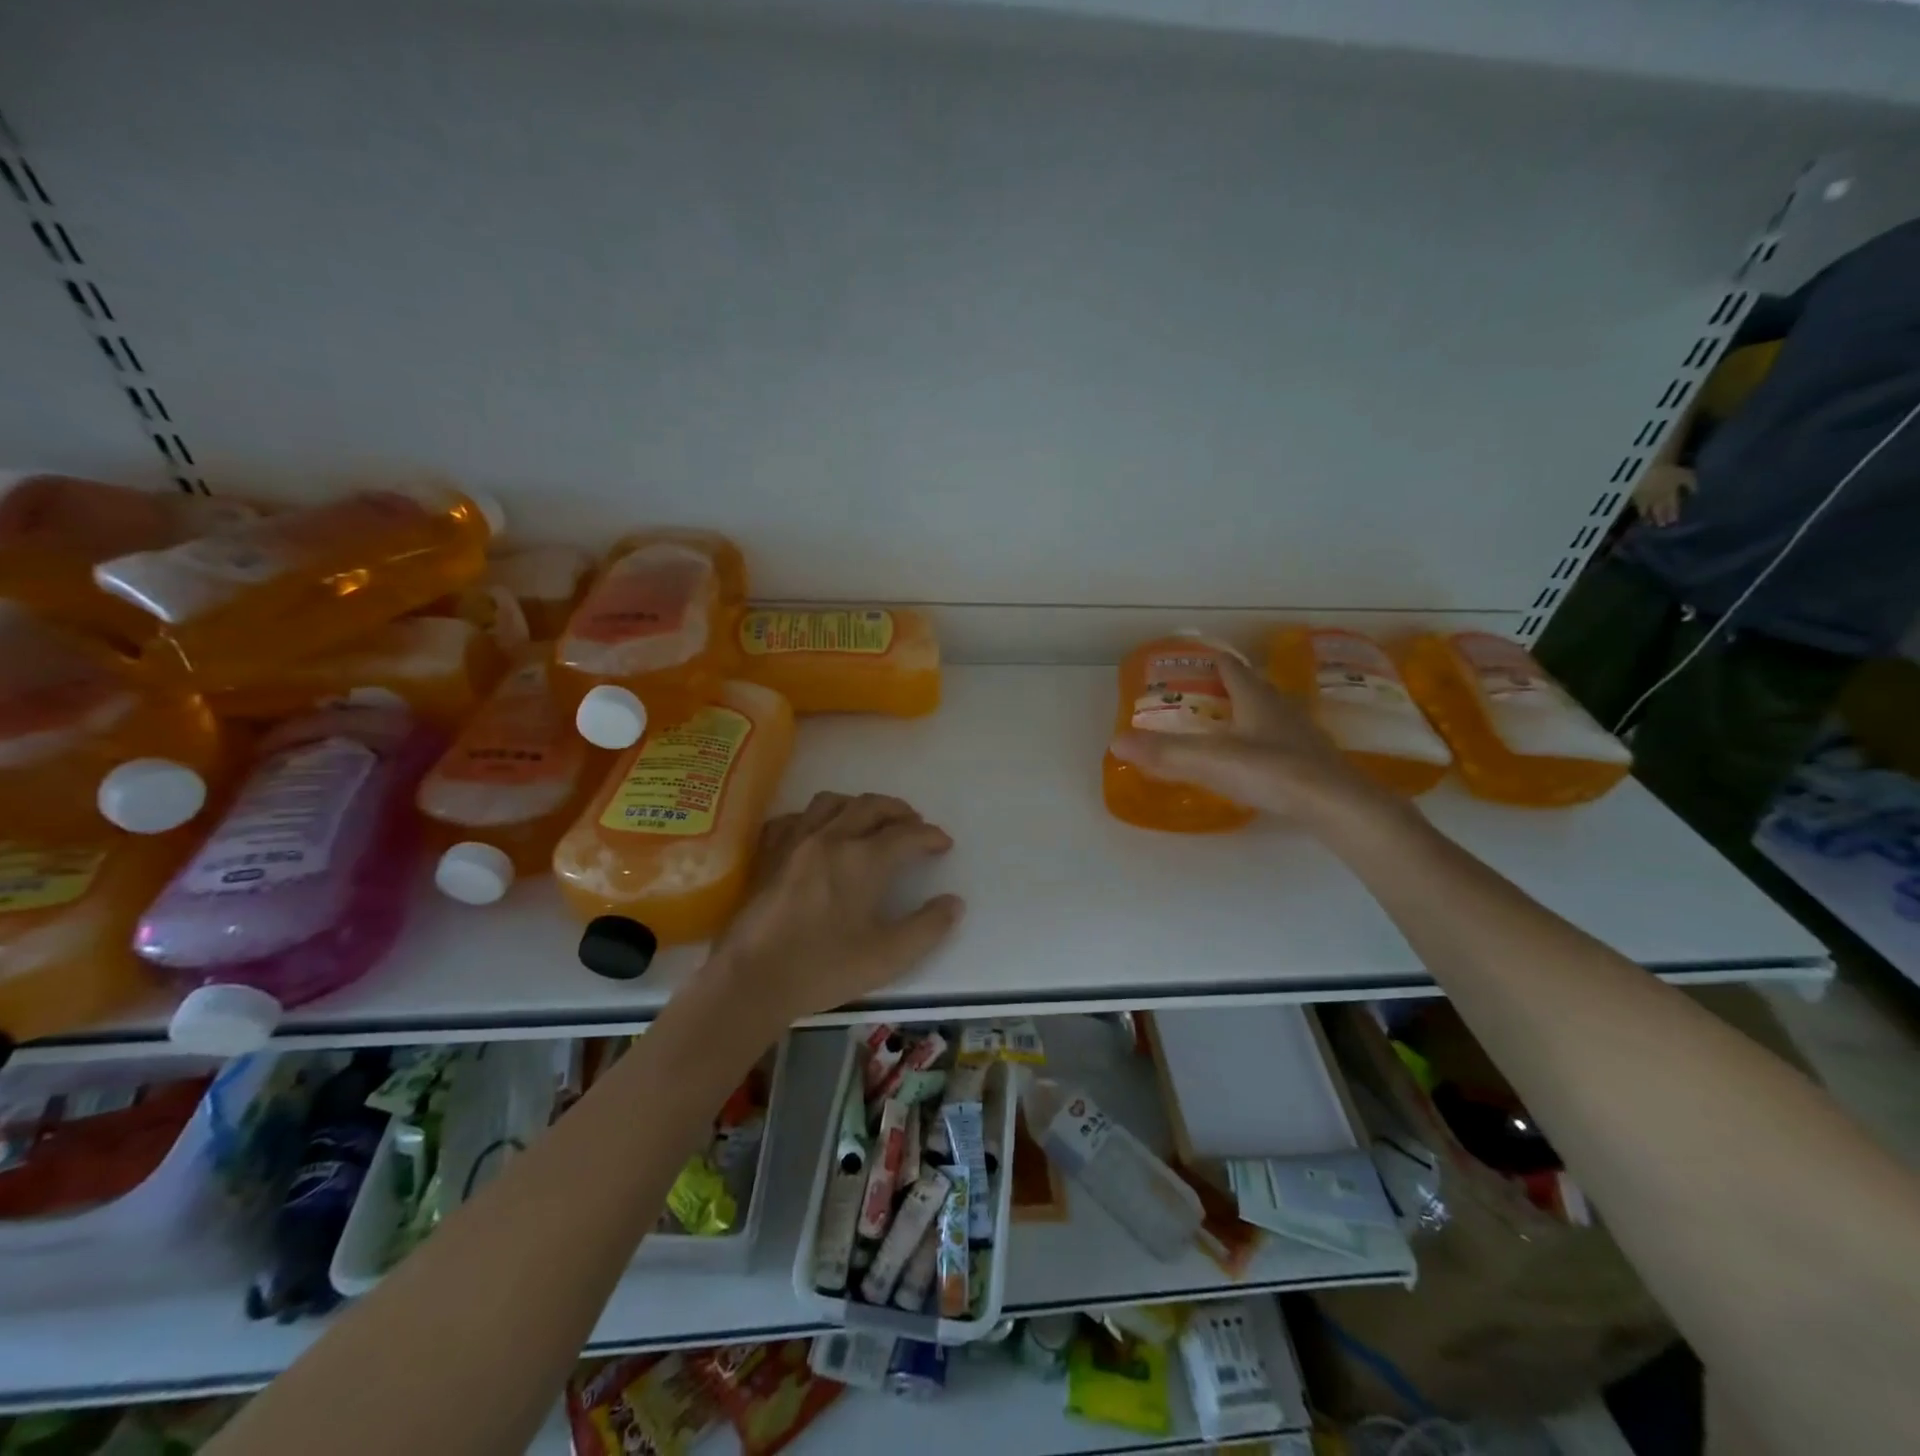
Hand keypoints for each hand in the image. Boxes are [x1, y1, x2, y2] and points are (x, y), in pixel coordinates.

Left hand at [711, 792, 963, 1026]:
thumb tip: (954, 902)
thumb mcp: (887, 957)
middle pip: (872, 806)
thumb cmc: (823, 968)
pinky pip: (794, 818)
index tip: (944, 843)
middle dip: (899, 811)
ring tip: (870, 822)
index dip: (931, 835)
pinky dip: (814, 818)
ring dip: (859, 805)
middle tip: (914, 825)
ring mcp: (794, 841)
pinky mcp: (768, 853)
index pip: (907, 834)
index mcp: (863, 860)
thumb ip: (927, 928)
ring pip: (832, 802)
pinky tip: (817, 833)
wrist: (751, 979)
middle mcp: (831, 838)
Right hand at [1109, 650, 1391, 824]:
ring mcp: (1301, 736)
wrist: (1337, 805)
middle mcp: (1281, 709)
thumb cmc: (1273, 771)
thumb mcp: (1210, 761)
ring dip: (1251, 714)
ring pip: (1271, 715)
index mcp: (1256, 699)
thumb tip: (1117, 743)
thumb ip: (1165, 752)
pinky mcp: (1314, 763)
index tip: (1198, 658)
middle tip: (1206, 693)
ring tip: (1229, 724)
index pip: (1232, 668)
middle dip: (1231, 687)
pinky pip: (1283, 743)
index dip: (1214, 660)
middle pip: (1254, 688)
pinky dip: (1265, 743)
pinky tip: (1257, 761)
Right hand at [1632, 463, 1695, 526]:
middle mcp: (1657, 500)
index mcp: (1670, 495)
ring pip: (1647, 511)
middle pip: (1660, 511)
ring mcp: (1645, 500)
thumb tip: (1696, 493)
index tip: (1674, 523)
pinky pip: (1638, 507)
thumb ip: (1691, 485)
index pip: (1672, 508)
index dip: (1673, 515)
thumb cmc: (1669, 470)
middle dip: (1661, 519)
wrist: (1647, 468)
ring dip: (1649, 518)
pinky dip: (1640, 512)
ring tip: (1650, 524)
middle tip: (1662, 526)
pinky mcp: (1634, 498)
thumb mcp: (1686, 475)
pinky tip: (1641, 516)